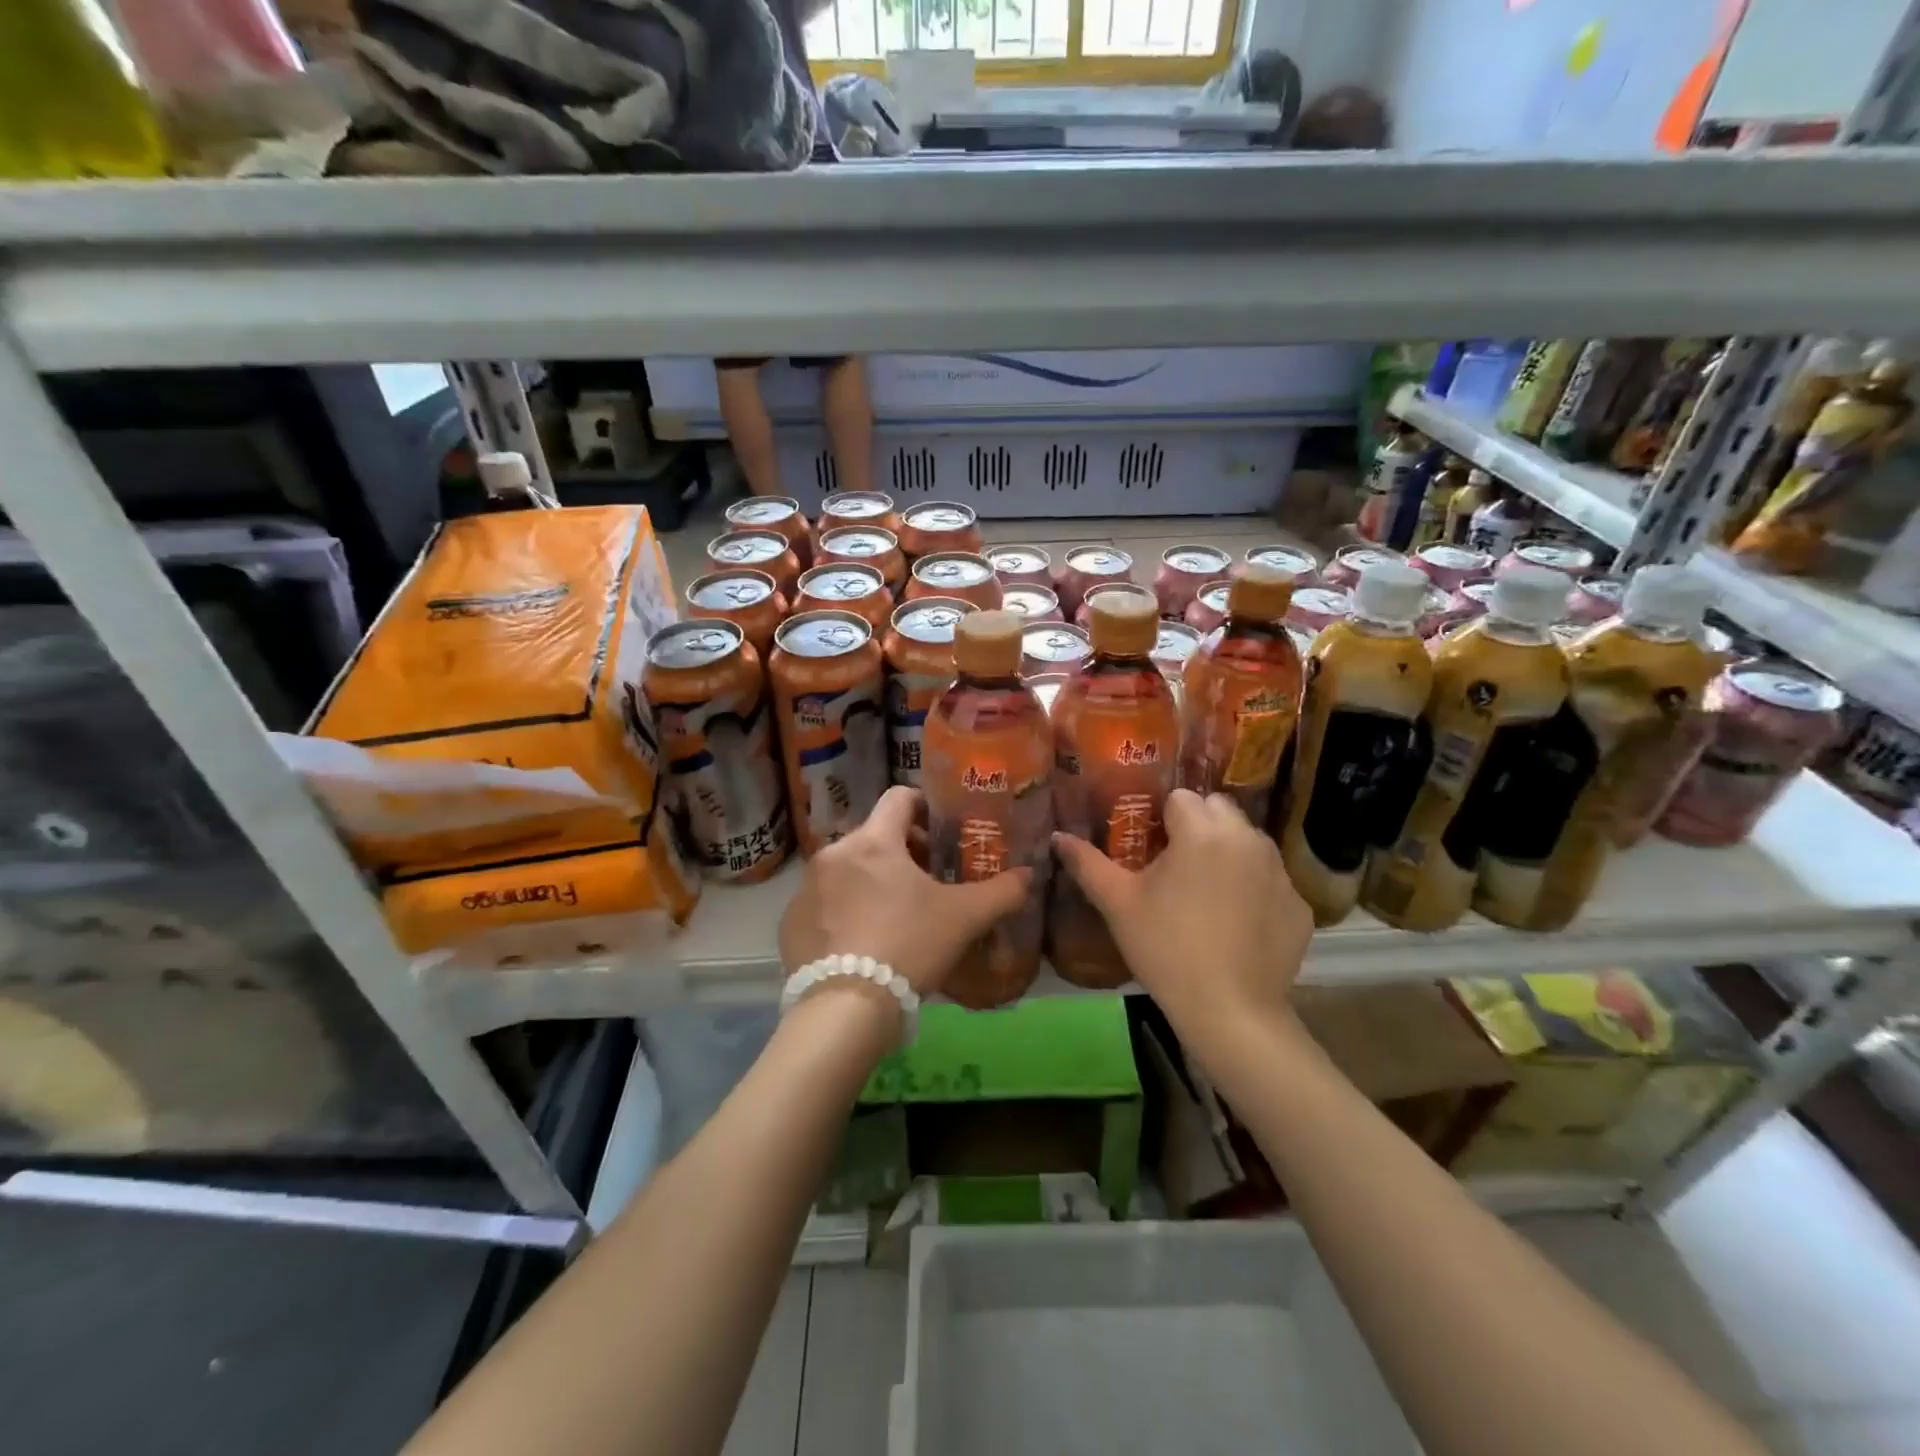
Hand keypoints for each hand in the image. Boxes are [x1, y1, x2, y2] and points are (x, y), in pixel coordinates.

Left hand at [778, 786, 1030, 996]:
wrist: (844, 1009)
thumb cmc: (908, 946)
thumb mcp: (963, 918)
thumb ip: (1001, 891)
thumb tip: (1029, 875)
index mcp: (873, 841)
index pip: (899, 797)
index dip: (924, 806)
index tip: (941, 830)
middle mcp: (832, 854)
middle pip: (874, 837)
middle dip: (903, 853)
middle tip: (928, 882)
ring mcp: (805, 889)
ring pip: (847, 871)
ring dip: (871, 882)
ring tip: (896, 917)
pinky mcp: (789, 923)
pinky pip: (823, 904)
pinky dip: (844, 912)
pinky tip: (863, 944)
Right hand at [1053, 789, 1310, 1031]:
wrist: (1230, 1012)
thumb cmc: (1166, 949)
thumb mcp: (1118, 904)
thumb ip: (1086, 863)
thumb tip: (1057, 836)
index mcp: (1202, 831)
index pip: (1181, 798)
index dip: (1162, 819)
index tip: (1152, 848)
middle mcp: (1247, 839)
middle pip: (1220, 809)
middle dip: (1199, 826)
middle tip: (1177, 867)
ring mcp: (1279, 872)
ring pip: (1248, 841)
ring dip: (1228, 852)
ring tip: (1207, 894)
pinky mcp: (1299, 904)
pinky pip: (1271, 879)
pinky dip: (1254, 889)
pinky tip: (1238, 924)